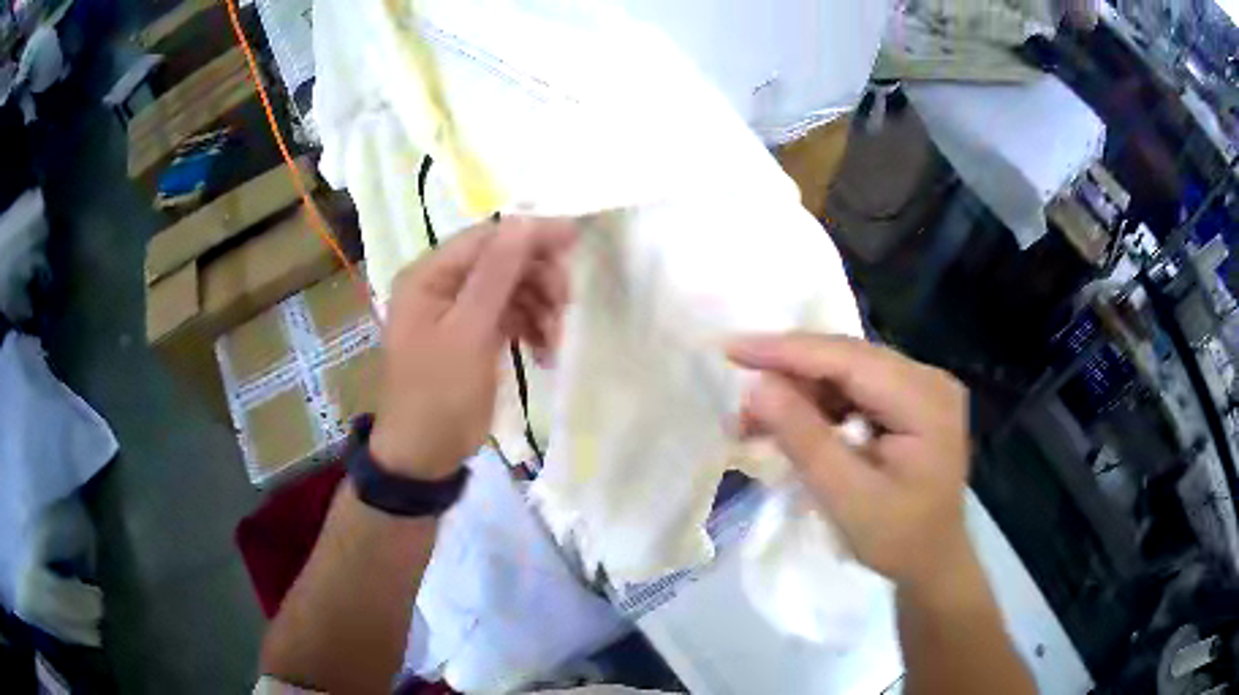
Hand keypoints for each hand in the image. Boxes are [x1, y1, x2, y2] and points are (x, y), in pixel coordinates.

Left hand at [369, 217, 575, 479]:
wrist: (425, 455)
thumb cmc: (438, 394)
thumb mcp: (468, 333)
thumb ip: (496, 275)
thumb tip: (524, 221)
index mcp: (429, 276)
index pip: (486, 238)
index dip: (530, 235)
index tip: (574, 239)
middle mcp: (442, 285)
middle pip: (502, 261)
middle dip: (538, 279)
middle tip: (565, 305)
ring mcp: (459, 311)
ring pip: (513, 289)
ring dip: (541, 309)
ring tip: (554, 342)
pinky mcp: (475, 334)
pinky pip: (511, 316)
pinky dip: (533, 329)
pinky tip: (545, 354)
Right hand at [727, 333, 970, 591]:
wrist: (933, 563)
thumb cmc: (897, 540)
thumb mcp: (847, 498)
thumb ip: (804, 439)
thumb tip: (757, 387)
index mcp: (925, 399)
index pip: (849, 359)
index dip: (788, 351)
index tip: (732, 349)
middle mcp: (928, 379)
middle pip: (848, 360)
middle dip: (789, 375)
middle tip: (738, 399)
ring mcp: (921, 388)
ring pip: (847, 373)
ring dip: (800, 392)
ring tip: (753, 420)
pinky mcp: (909, 402)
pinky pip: (856, 390)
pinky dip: (818, 406)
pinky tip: (789, 423)